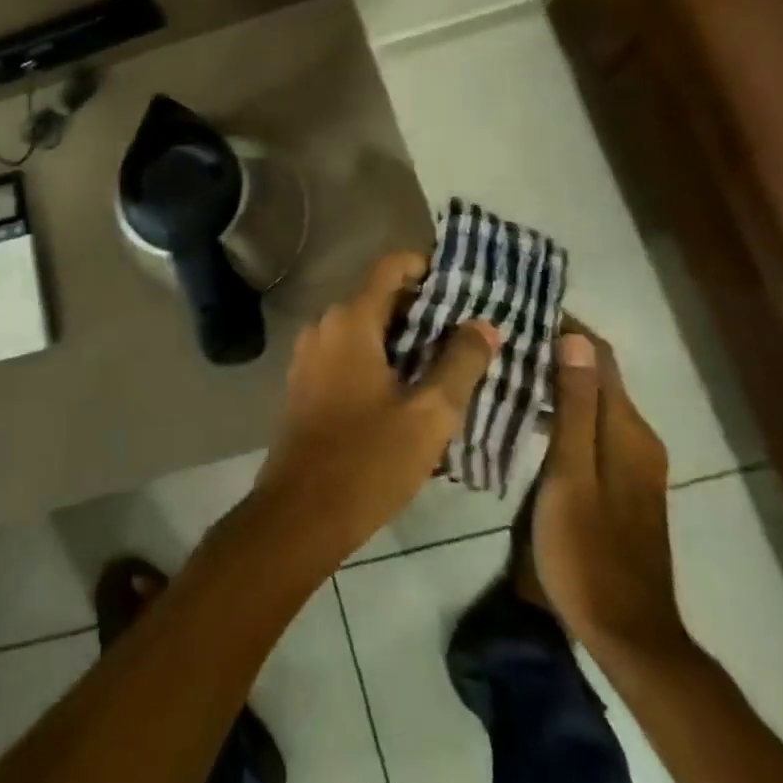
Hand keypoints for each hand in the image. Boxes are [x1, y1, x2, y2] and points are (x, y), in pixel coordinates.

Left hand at [254, 252, 498, 565]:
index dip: (426, 268)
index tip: (461, 287)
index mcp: (350, 320)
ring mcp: (309, 353)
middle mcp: (324, 324)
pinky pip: (347, 353)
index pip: (390, 267)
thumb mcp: (428, 415)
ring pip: (364, 329)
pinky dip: (377, 359)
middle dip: (422, 311)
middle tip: (465, 335)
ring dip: (401, 340)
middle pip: (379, 298)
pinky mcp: (304, 381)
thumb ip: (459, 363)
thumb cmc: (368, 460)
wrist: (299, 514)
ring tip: (444, 366)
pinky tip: (405, 393)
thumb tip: (483, 324)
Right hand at [529, 328, 690, 663]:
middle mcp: (636, 437)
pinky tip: (527, 412)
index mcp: (626, 429)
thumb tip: (576, 337)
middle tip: (502, 334)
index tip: (520, 308)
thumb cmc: (588, 550)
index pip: (598, 354)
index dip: (564, 326)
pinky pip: (591, 425)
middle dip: (555, 348)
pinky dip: (562, 408)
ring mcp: (631, 462)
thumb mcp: (571, 475)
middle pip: (596, 374)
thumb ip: (575, 407)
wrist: (627, 633)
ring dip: (556, 378)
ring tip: (507, 364)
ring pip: (592, 400)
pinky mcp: (620, 482)